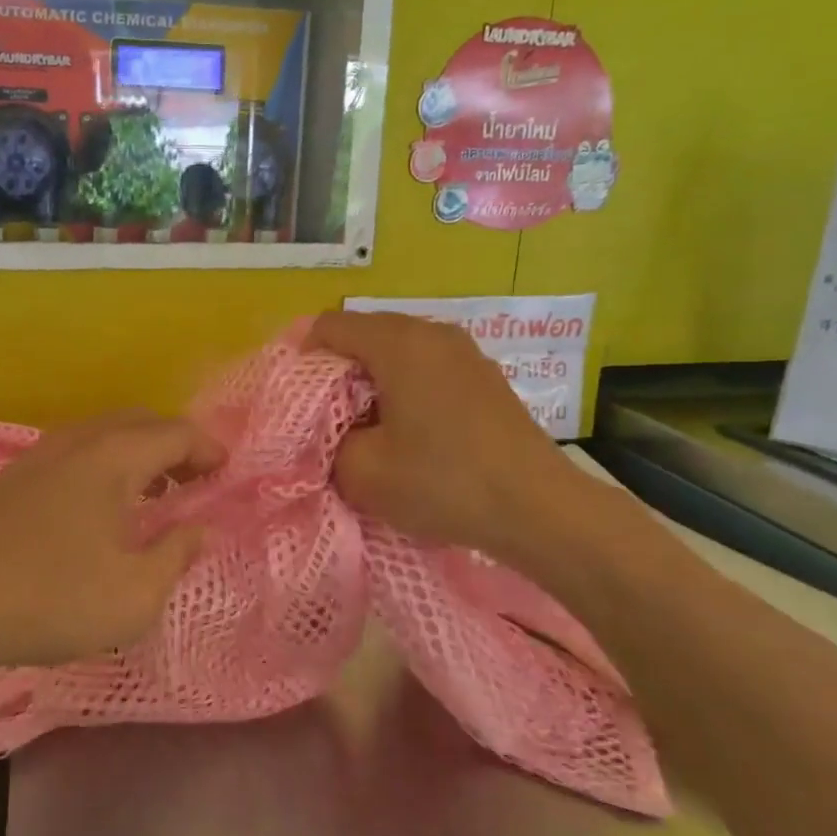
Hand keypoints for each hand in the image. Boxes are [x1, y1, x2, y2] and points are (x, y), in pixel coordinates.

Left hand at [0, 411, 224, 669]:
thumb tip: (200, 528)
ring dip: (140, 452)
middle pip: (141, 422)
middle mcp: (79, 440)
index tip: (227, 473)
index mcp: (115, 457)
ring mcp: (41, 453)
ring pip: (105, 432)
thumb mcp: (135, 595)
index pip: (176, 433)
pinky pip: (77, 449)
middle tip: (196, 480)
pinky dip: (106, 461)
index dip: (208, 449)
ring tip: (155, 492)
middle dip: (176, 444)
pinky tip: (101, 503)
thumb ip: (177, 555)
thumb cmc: (53, 600)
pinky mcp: (15, 474)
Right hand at [306, 311, 610, 562]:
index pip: (330, 326)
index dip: (302, 359)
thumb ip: (326, 443)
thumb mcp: (362, 472)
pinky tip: (410, 432)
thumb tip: (329, 434)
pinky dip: (405, 389)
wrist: (538, 509)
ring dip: (372, 383)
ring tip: (367, 428)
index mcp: (398, 342)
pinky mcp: (484, 377)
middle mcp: (432, 332)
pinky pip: (427, 368)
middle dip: (337, 372)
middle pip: (364, 334)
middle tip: (326, 419)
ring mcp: (464, 352)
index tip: (297, 402)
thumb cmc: (443, 482)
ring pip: (397, 352)